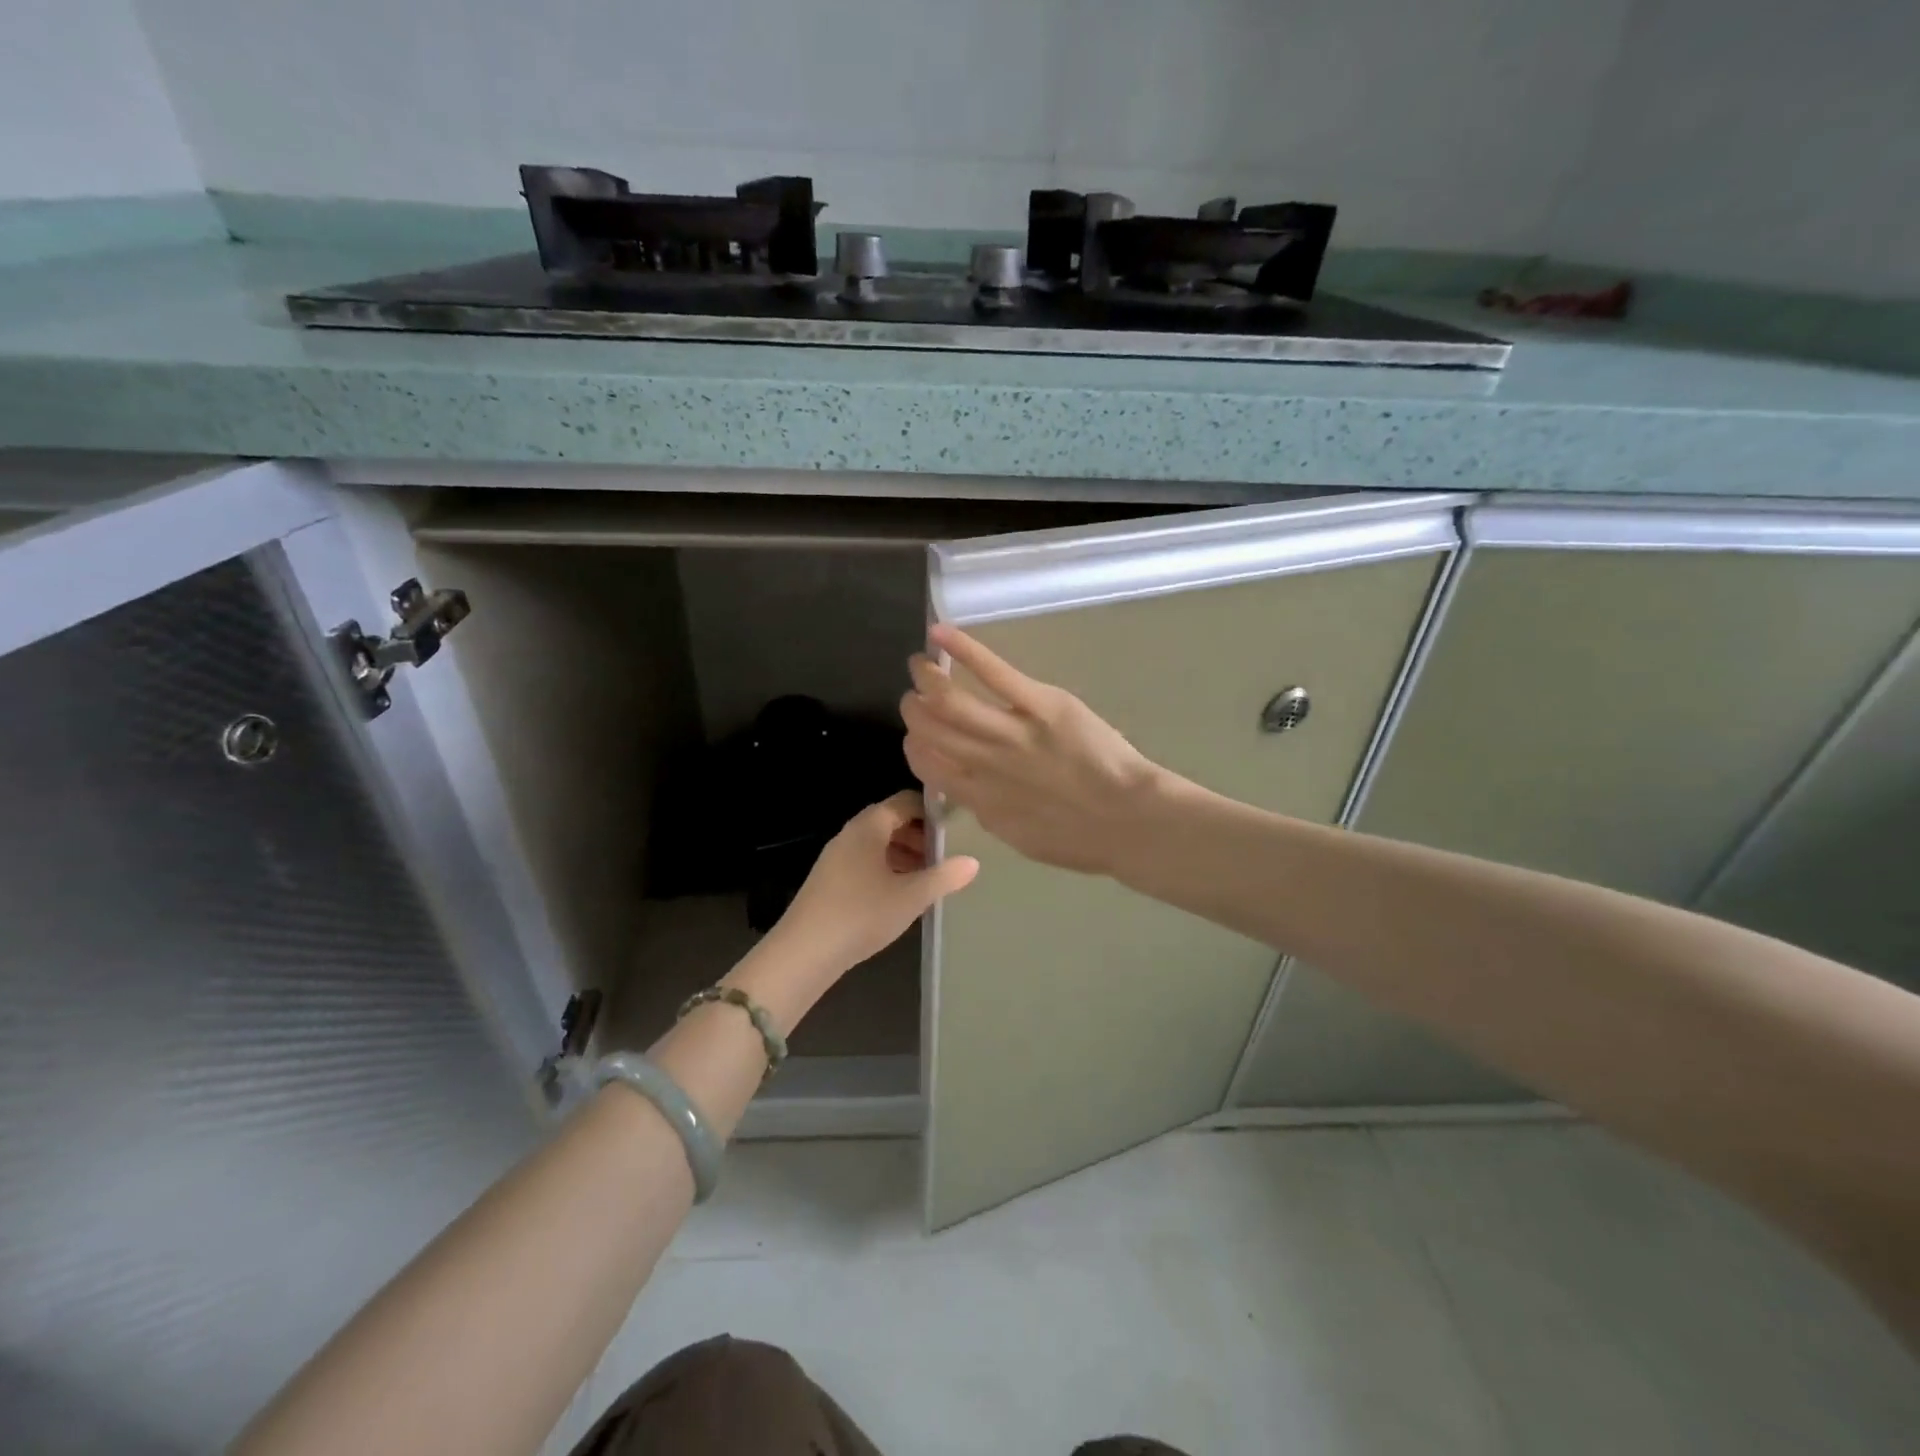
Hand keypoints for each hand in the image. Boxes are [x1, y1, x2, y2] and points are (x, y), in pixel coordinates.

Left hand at [758, 791, 977, 991]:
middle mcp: (851, 833)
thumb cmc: (861, 914)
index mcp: (869, 826)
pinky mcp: (830, 880)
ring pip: (878, 845)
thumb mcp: (911, 896)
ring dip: (906, 855)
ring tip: (931, 878)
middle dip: (921, 836)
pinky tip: (902, 895)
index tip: (957, 829)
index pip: (905, 801)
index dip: (932, 812)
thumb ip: (944, 877)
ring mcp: (837, 857)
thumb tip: (973, 862)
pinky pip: (866, 863)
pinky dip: (888, 869)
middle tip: (948, 856)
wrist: (804, 952)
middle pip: (891, 822)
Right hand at [901, 625, 1164, 876]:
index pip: (926, 763)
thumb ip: (988, 812)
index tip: (916, 735)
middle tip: (915, 696)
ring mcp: (1011, 732)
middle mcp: (984, 762)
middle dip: (913, 708)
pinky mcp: (1041, 705)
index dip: (913, 744)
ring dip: (927, 678)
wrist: (1129, 820)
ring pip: (950, 699)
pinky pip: (995, 673)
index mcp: (978, 797)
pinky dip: (963, 650)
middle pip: (929, 727)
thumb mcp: (1020, 836)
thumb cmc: (1080, 837)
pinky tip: (940, 633)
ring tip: (921, 664)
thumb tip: (970, 792)